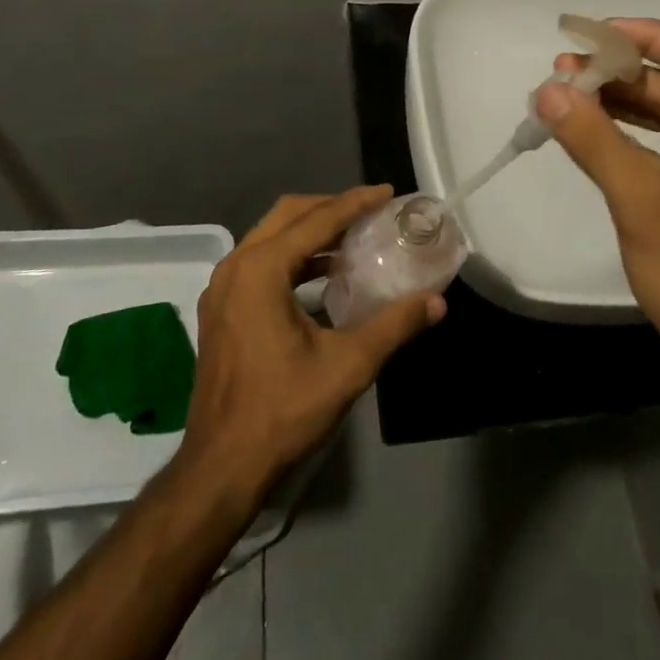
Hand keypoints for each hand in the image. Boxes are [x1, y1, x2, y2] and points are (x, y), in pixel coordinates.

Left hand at [178, 186, 445, 505]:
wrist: (222, 467)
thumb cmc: (283, 411)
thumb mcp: (348, 365)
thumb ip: (394, 325)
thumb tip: (437, 302)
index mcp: (261, 269)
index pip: (317, 220)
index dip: (356, 203)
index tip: (387, 192)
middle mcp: (236, 267)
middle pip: (288, 215)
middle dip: (331, 208)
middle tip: (371, 211)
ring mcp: (222, 288)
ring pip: (271, 236)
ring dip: (311, 231)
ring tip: (354, 239)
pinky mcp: (221, 309)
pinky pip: (261, 261)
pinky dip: (294, 256)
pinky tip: (324, 274)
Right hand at [541, 18, 659, 402]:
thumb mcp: (643, 202)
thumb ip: (594, 140)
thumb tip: (547, 89)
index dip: (647, 37)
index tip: (595, 30)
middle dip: (624, 72)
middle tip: (567, 65)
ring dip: (624, 100)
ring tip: (568, 88)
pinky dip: (632, 131)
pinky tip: (592, 122)